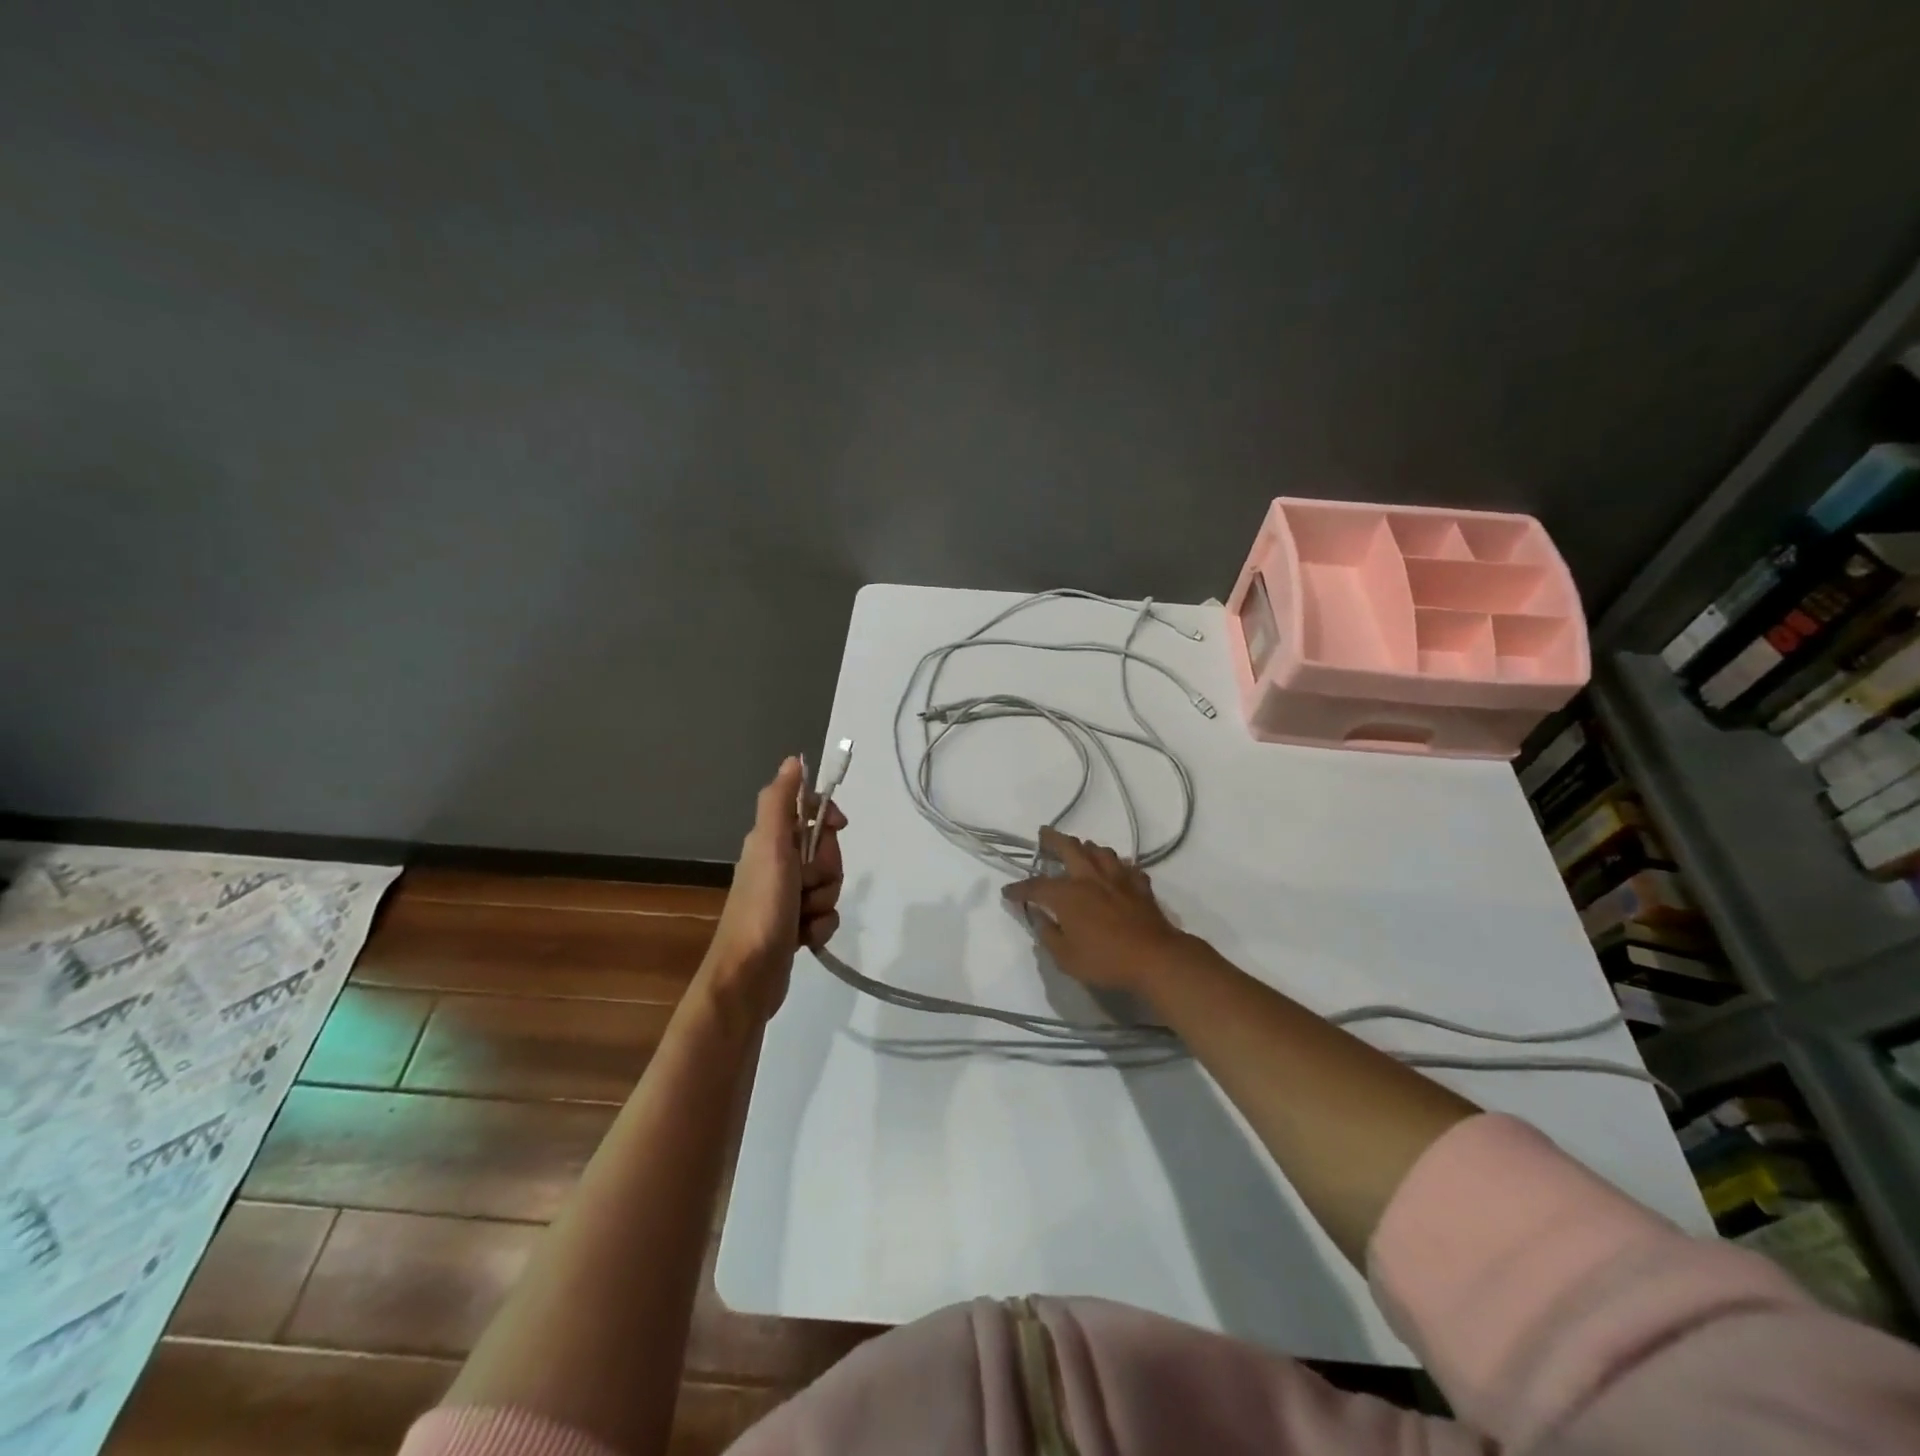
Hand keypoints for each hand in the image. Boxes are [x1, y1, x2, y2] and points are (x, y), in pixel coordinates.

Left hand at [704, 757, 847, 1019]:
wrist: (747, 977)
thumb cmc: (762, 908)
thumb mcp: (771, 847)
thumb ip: (781, 803)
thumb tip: (793, 760)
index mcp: (770, 842)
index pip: (810, 813)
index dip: (828, 818)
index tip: (839, 828)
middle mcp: (777, 866)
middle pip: (825, 852)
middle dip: (826, 870)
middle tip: (807, 885)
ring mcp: (786, 898)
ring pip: (828, 885)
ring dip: (824, 901)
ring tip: (804, 917)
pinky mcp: (794, 927)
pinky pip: (825, 915)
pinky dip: (821, 926)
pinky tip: (806, 938)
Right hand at [1000, 827, 1198, 999]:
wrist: (1154, 958)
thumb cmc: (1105, 960)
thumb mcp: (1065, 957)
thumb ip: (1048, 934)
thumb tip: (1038, 917)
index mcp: (1068, 895)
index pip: (1036, 886)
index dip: (1019, 888)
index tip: (1007, 892)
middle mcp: (1090, 878)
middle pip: (1069, 848)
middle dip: (1053, 839)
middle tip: (1043, 834)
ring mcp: (1118, 879)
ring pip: (1101, 851)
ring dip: (1087, 847)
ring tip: (1081, 849)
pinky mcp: (1140, 886)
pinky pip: (1128, 868)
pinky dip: (1118, 866)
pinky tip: (1117, 871)